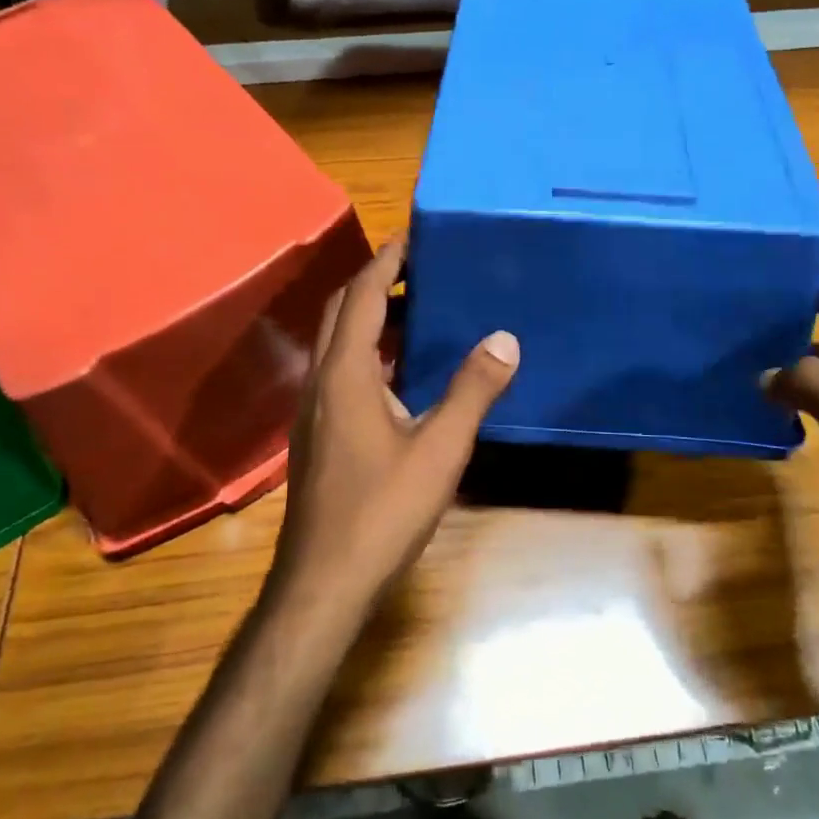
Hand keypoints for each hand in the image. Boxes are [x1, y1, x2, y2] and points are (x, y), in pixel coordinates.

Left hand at [270, 237, 519, 616]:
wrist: (324, 582)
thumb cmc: (382, 512)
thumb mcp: (439, 449)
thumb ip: (471, 391)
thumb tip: (504, 339)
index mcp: (345, 374)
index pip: (361, 296)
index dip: (386, 261)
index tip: (414, 236)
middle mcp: (320, 382)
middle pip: (340, 312)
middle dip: (375, 282)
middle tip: (420, 270)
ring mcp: (313, 411)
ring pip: (337, 344)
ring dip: (370, 319)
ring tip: (418, 312)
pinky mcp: (317, 435)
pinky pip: (339, 373)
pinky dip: (368, 353)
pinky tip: (402, 374)